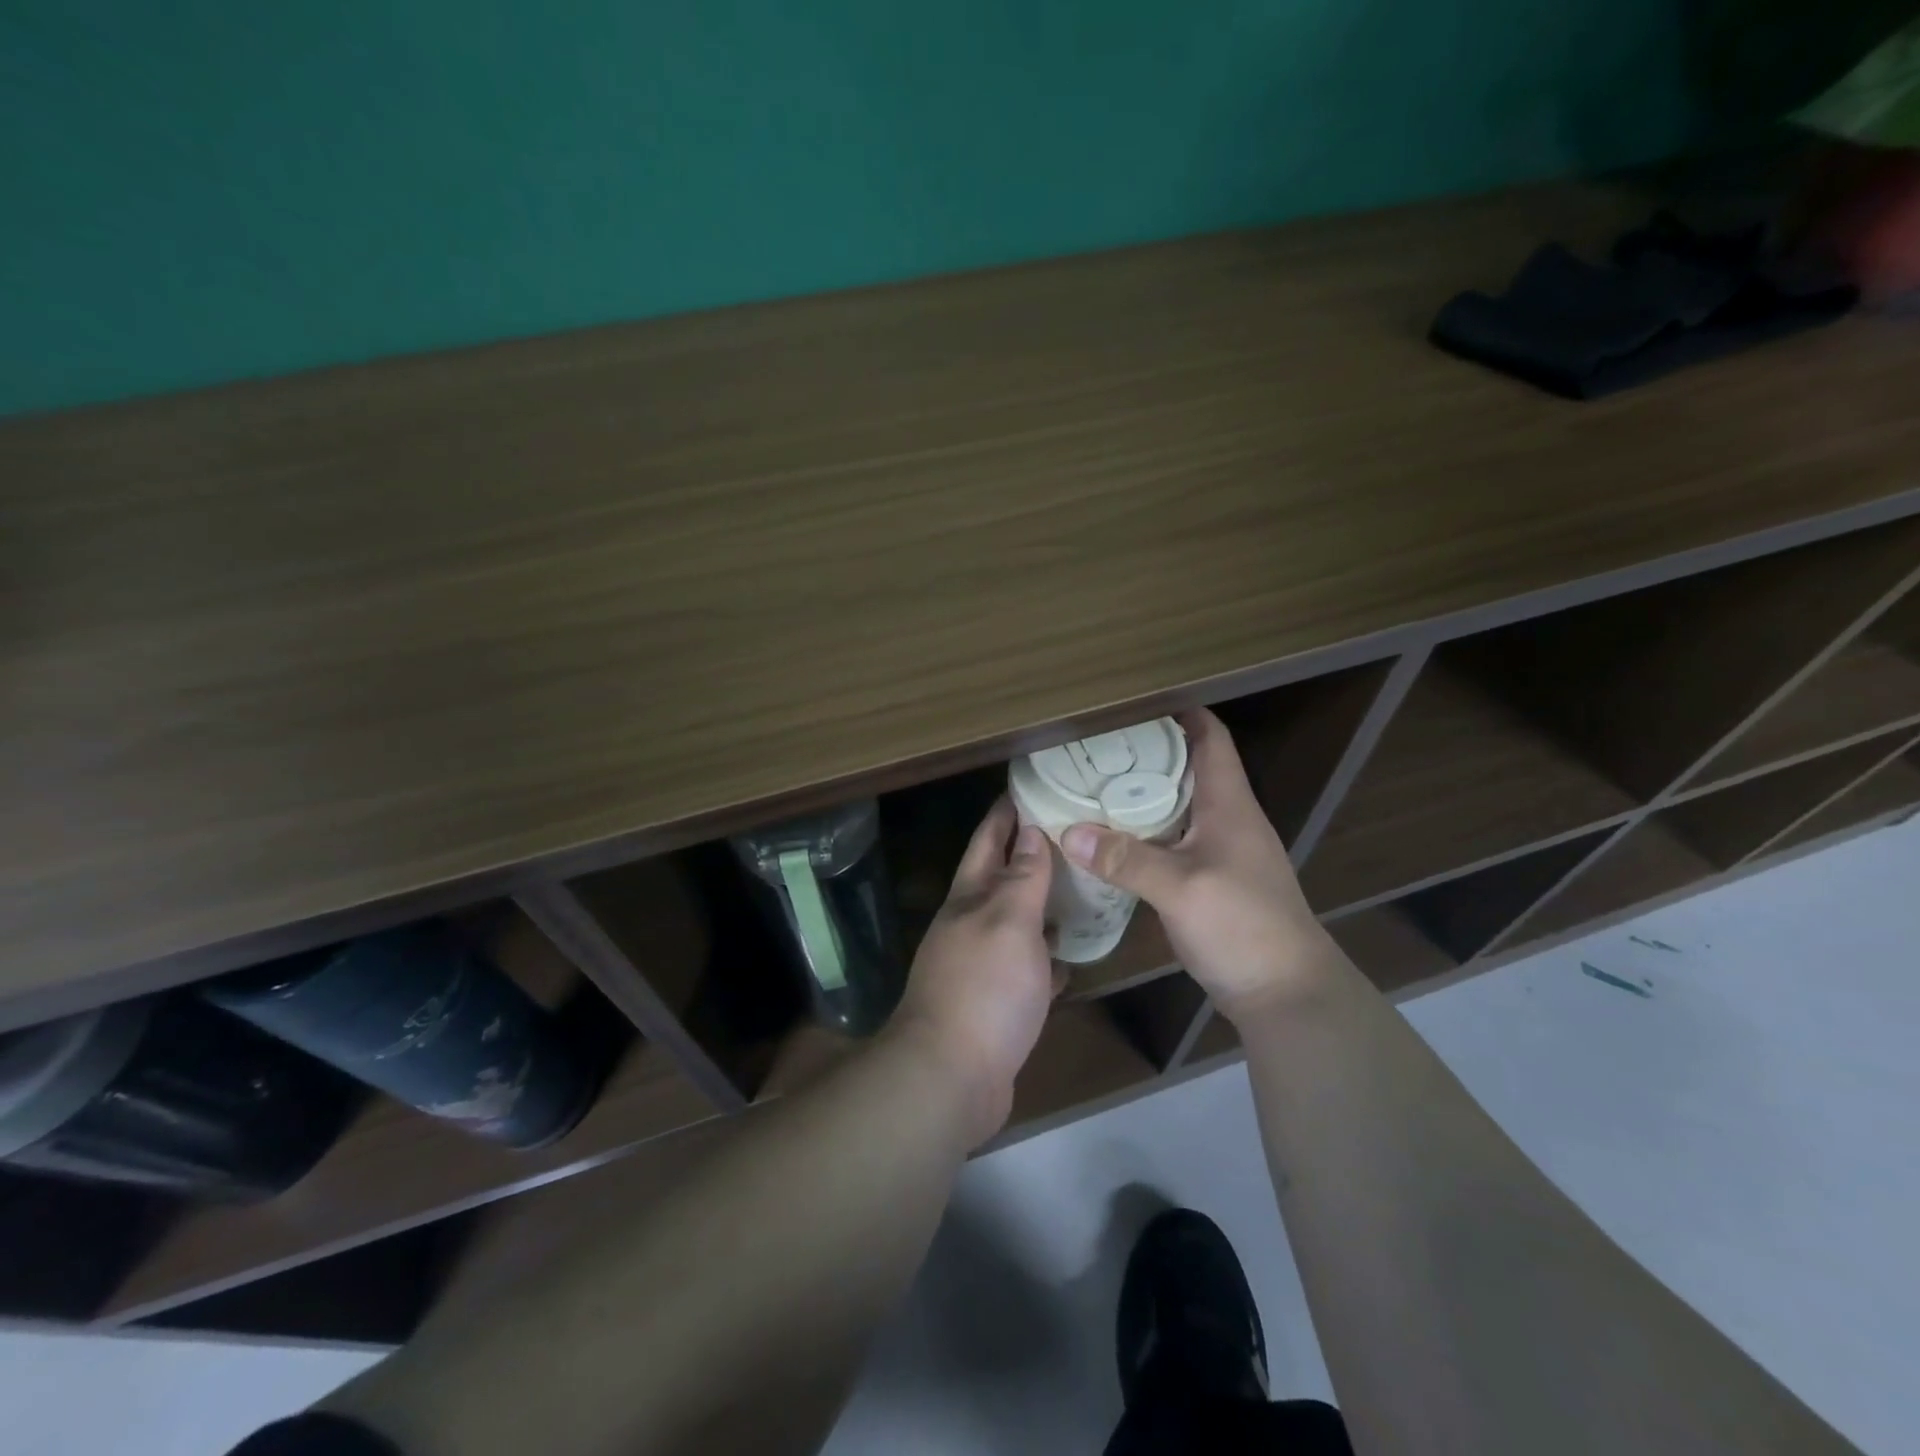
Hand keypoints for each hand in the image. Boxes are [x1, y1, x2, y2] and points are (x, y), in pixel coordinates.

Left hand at [889, 798, 1057, 1145]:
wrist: (951, 1077)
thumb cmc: (984, 988)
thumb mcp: (1008, 921)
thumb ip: (1022, 878)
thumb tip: (1029, 830)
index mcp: (969, 898)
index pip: (988, 840)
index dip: (1006, 811)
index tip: (1032, 785)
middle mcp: (971, 925)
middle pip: (1003, 878)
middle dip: (1031, 853)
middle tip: (1075, 832)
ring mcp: (982, 965)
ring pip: (1018, 922)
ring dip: (1044, 904)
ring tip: (1083, 885)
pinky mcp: (997, 1003)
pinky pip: (1028, 968)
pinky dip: (1048, 957)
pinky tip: (1072, 955)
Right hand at [1060, 708, 1337, 1023]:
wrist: (1285, 992)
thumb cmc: (1243, 926)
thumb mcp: (1180, 888)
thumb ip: (1126, 859)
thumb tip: (1068, 832)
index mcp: (1229, 804)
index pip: (1210, 737)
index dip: (1179, 712)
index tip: (1132, 702)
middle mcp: (1226, 818)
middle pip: (1187, 767)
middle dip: (1145, 751)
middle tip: (1093, 745)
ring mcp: (1219, 851)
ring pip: (1176, 805)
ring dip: (1141, 793)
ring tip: (1092, 783)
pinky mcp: (1208, 880)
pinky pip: (1170, 840)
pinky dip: (1141, 831)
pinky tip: (1109, 839)